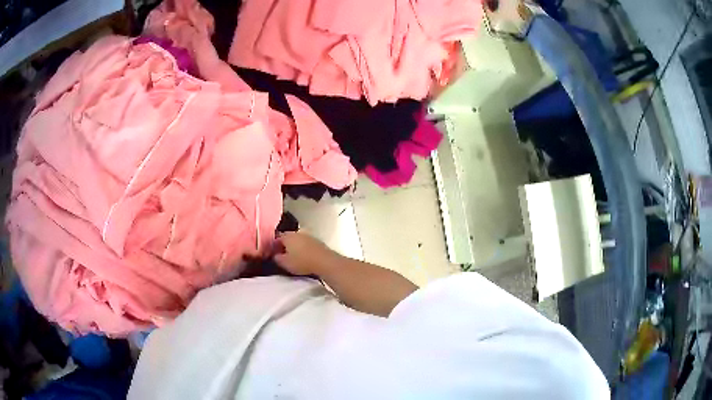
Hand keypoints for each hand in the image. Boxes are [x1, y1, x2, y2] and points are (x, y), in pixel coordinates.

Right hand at [274, 232, 339, 275]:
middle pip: (288, 237)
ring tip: (293, 255)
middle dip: (284, 244)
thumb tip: (275, 255)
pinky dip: (303, 248)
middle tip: (282, 254)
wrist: (324, 261)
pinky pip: (306, 243)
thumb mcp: (285, 263)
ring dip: (294, 245)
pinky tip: (303, 255)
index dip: (274, 245)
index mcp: (288, 236)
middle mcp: (297, 233)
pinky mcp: (317, 241)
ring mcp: (308, 236)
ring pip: (297, 239)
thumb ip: (277, 258)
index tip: (272, 252)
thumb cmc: (302, 262)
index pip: (277, 237)